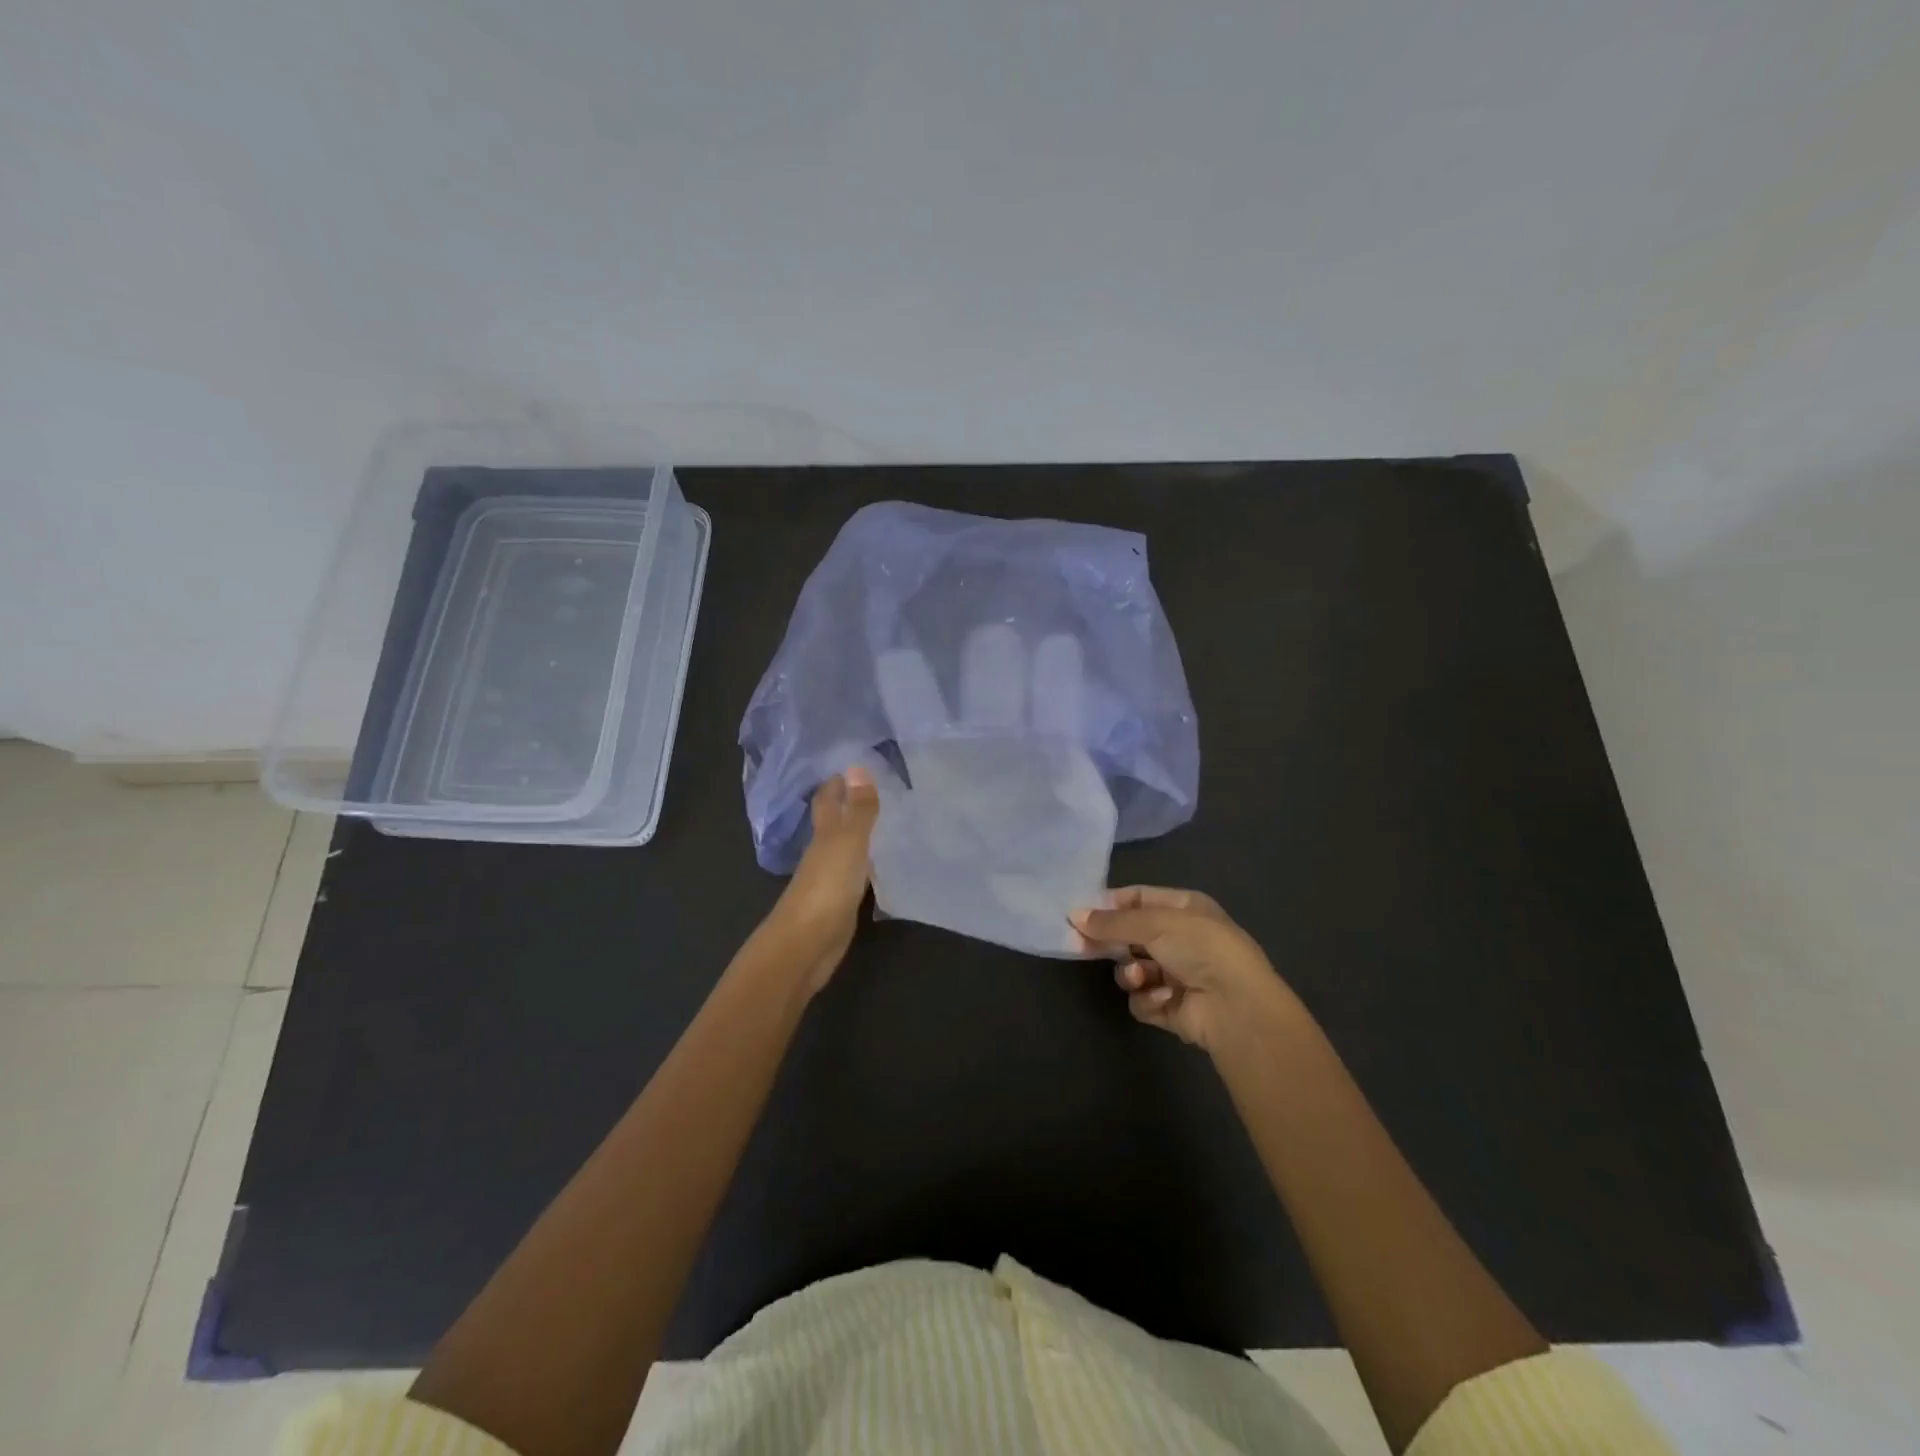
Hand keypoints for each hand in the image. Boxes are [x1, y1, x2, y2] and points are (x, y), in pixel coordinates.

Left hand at [767, 766, 880, 996]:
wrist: (806, 946)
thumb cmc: (826, 888)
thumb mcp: (848, 844)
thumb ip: (857, 810)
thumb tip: (857, 766)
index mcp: (823, 836)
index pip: (827, 801)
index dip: (837, 783)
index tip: (855, 765)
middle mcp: (823, 854)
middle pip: (835, 824)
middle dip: (850, 806)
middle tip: (881, 789)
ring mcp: (830, 881)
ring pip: (847, 850)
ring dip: (862, 836)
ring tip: (891, 822)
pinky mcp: (840, 905)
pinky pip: (857, 877)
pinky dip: (868, 867)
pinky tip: (885, 867)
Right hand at [1071, 886, 1297, 1054]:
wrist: (1236, 1006)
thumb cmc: (1200, 948)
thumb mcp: (1154, 923)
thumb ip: (1111, 921)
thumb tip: (1073, 915)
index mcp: (1185, 908)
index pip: (1138, 898)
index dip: (1109, 905)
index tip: (1079, 913)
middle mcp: (1182, 939)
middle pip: (1132, 935)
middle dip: (1111, 942)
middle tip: (1081, 946)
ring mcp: (1178, 975)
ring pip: (1133, 969)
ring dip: (1131, 974)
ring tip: (1139, 978)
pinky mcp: (1172, 1007)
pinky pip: (1143, 999)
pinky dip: (1148, 999)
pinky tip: (1163, 999)